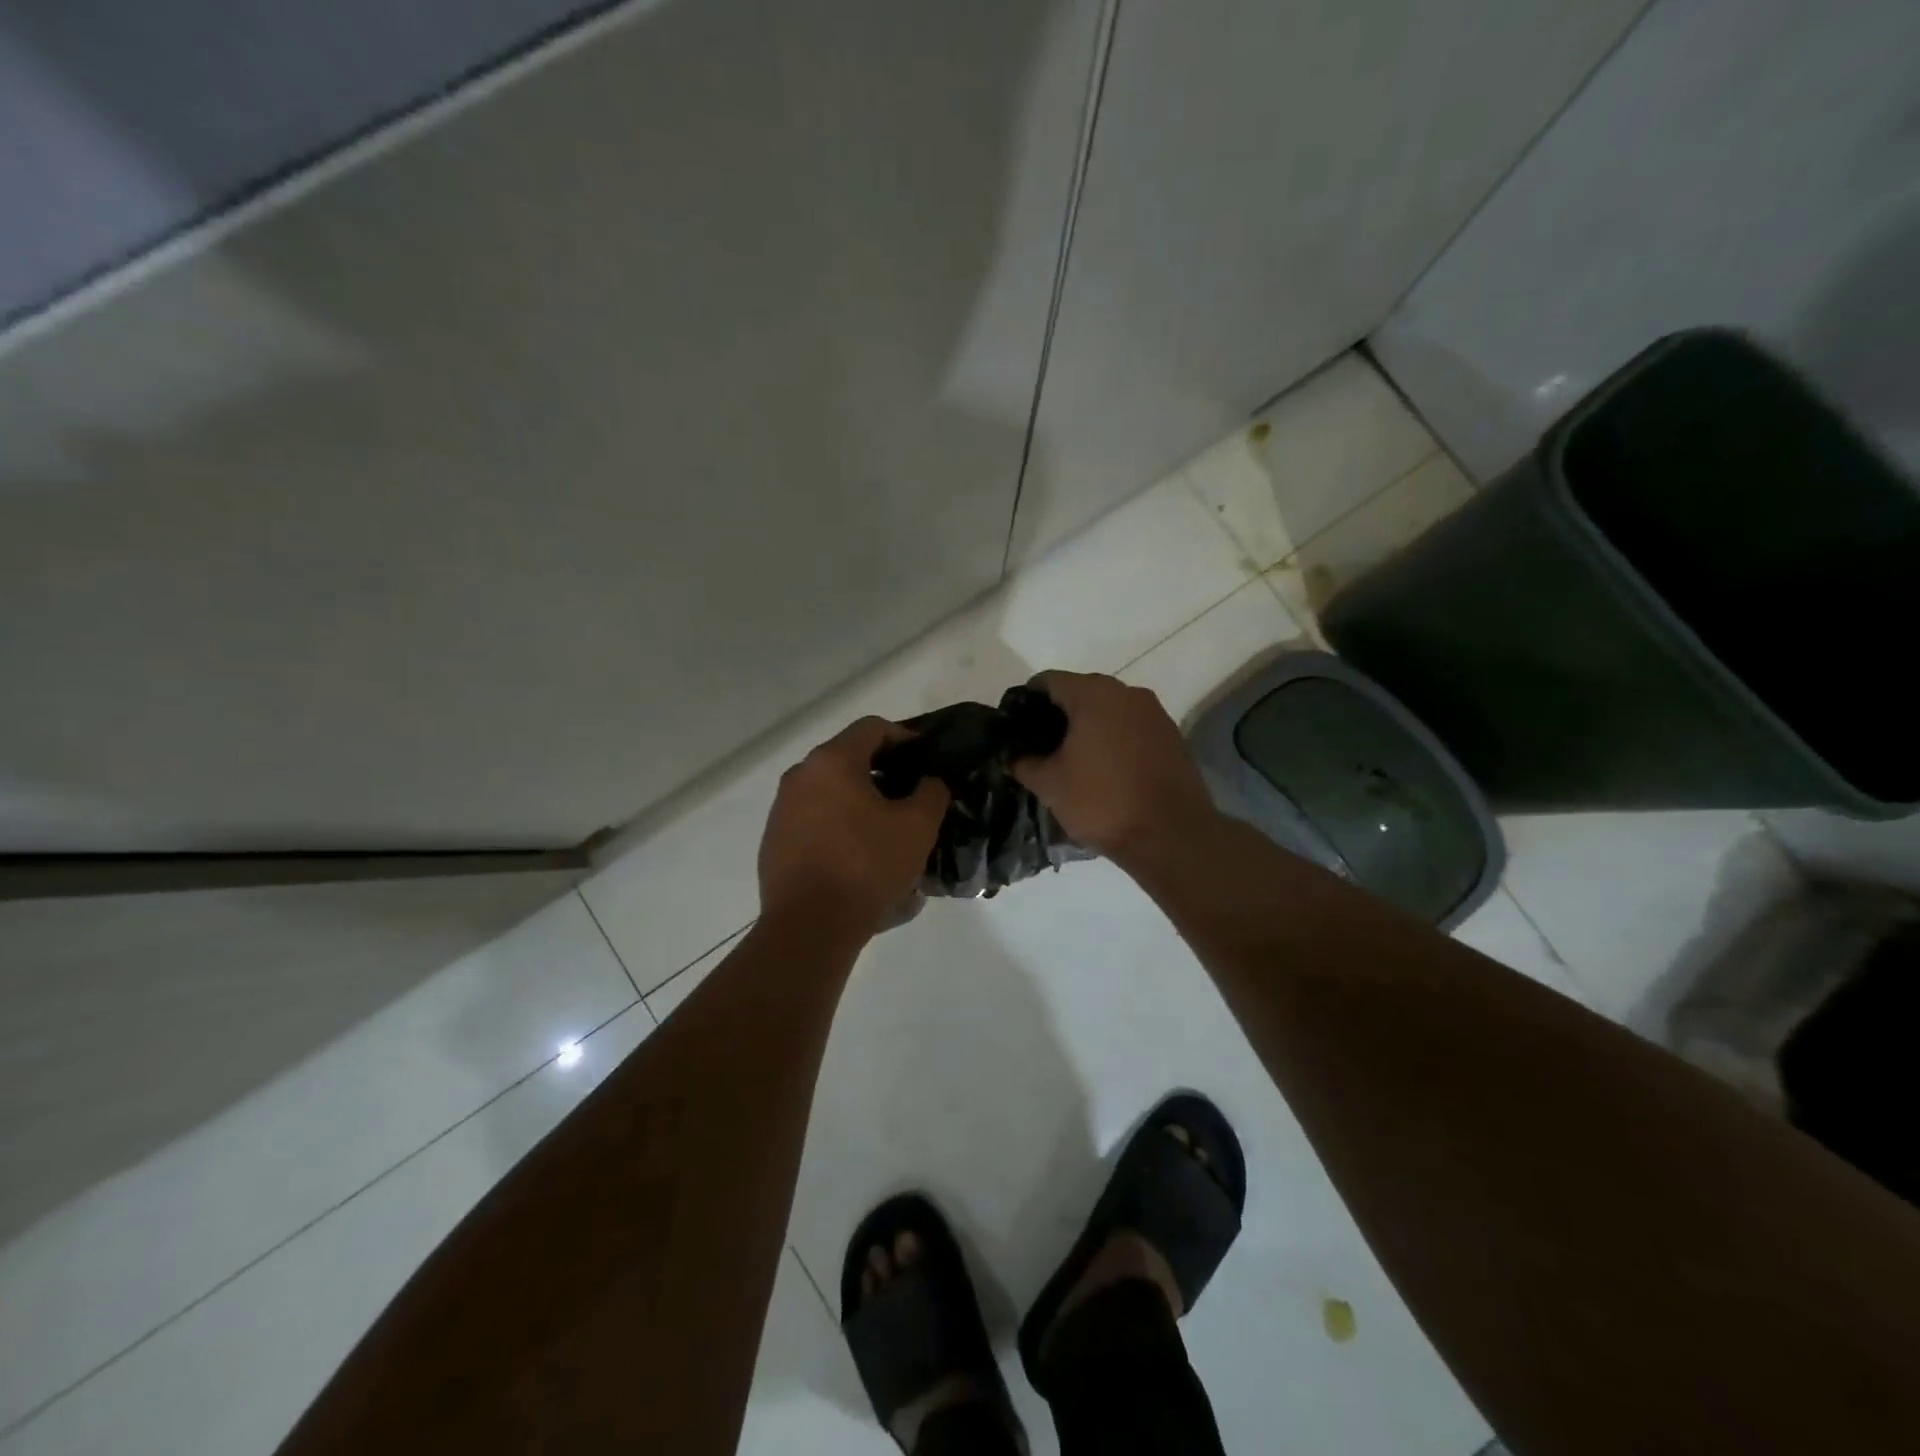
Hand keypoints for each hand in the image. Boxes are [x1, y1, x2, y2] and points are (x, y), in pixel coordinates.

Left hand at [758, 716, 949, 940]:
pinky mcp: (774, 841)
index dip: (905, 737)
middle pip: (849, 759)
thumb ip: (932, 793)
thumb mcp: (918, 827)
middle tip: (911, 798)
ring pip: (831, 792)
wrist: (810, 927)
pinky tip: (859, 859)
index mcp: (832, 761)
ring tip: (888, 832)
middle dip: (883, 774)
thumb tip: (929, 782)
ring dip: (860, 803)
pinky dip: (839, 827)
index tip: (926, 760)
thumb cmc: (867, 866)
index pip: (873, 727)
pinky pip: (815, 821)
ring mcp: (782, 809)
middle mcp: (801, 776)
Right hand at [1010, 671, 1217, 860]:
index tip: (1016, 728)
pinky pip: (1132, 728)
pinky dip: (1114, 740)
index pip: (1048, 681)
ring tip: (1072, 760)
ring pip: (1109, 710)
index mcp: (1093, 694)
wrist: (1171, 835)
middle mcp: (1127, 693)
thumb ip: (1023, 763)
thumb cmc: (1102, 801)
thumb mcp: (1049, 785)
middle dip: (1058, 715)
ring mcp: (1155, 713)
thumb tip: (1014, 756)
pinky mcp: (1172, 736)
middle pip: (1081, 691)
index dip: (1026, 702)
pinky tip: (1104, 769)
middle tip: (1040, 746)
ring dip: (1088, 727)